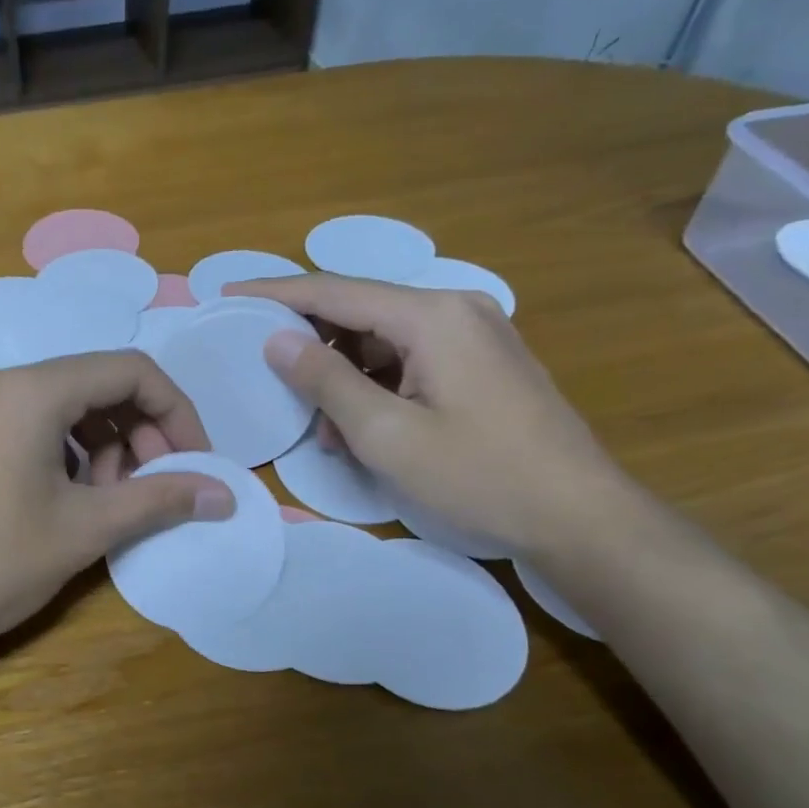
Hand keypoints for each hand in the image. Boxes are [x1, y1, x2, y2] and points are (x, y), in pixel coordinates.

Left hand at [0, 351, 234, 662]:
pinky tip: (70, 501)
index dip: (177, 413)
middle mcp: (2, 383)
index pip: (132, 371)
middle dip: (141, 433)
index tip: (196, 463)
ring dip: (106, 447)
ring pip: (66, 408)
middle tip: (155, 489)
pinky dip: (68, 454)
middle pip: (98, 385)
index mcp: (34, 390)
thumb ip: (160, 500)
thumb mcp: (86, 529)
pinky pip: (33, 427)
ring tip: (111, 502)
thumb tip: (225, 494)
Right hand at [228, 275, 632, 555]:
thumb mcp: (387, 435)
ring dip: (343, 376)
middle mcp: (454, 309)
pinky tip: (359, 428)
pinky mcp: (481, 364)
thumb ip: (327, 382)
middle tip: (263, 367)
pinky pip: (409, 360)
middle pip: (360, 312)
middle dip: (310, 341)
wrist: (579, 516)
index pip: (335, 291)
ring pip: (382, 341)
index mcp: (432, 316)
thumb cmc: (479, 476)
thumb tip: (277, 341)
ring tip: (318, 426)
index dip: (276, 292)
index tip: (229, 292)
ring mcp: (473, 335)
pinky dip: (375, 387)